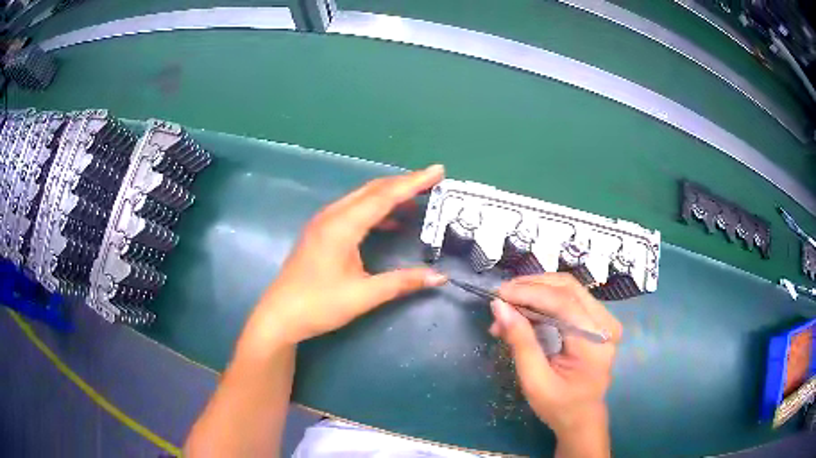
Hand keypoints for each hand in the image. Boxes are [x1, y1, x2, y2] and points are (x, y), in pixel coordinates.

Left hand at [238, 165, 447, 351]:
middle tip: (432, 180)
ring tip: (416, 200)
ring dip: (389, 196)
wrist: (280, 316)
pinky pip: (353, 210)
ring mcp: (323, 222)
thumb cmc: (319, 305)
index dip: (413, 182)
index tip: (438, 170)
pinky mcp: (320, 232)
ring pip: (361, 198)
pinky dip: (375, 210)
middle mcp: (332, 216)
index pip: (384, 196)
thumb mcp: (364, 295)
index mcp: (342, 226)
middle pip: (372, 190)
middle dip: (403, 183)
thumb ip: (402, 282)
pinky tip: (389, 222)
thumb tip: (440, 277)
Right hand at [489, 274, 621, 439]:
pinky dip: (543, 299)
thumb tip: (499, 306)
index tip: (499, 295)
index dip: (529, 293)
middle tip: (501, 298)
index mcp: (595, 342)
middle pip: (567, 288)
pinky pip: (569, 298)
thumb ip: (520, 342)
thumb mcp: (534, 380)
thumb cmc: (559, 405)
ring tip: (509, 307)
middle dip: (531, 286)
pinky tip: (524, 311)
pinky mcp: (597, 319)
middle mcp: (606, 323)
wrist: (581, 416)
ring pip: (567, 288)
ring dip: (536, 291)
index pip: (563, 303)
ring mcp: (604, 319)